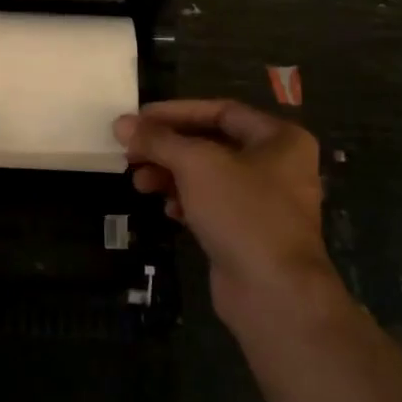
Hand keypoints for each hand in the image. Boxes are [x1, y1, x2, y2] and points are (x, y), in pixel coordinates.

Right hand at [114, 99, 347, 334]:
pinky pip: (214, 206)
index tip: (138, 120)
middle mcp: (279, 165)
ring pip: (209, 177)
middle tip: (131, 155)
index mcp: (280, 138)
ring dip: (171, 176)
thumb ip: (158, 140)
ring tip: (140, 184)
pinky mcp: (251, 233)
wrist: (273, 291)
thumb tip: (121, 123)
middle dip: (168, 149)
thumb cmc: (242, 212)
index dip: (176, 113)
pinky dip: (187, 203)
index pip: (220, 111)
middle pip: (212, 144)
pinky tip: (168, 211)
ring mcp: (266, 202)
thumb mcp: (196, 165)